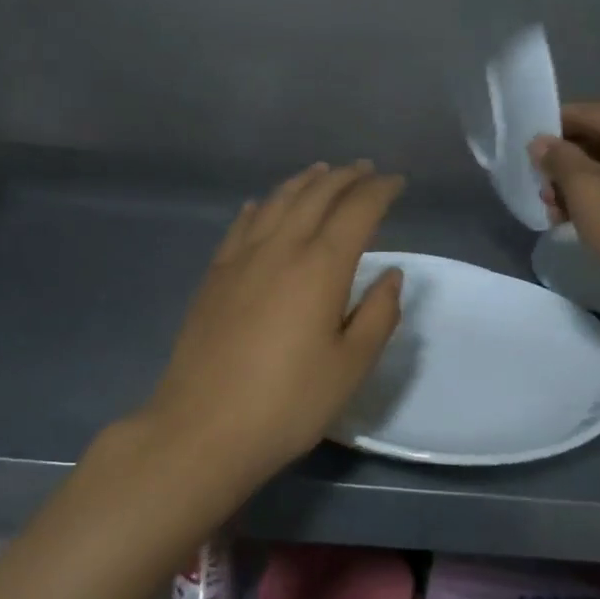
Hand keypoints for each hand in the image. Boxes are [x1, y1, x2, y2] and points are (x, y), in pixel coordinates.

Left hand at [146, 161, 405, 477]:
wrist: (202, 429)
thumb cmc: (288, 403)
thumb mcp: (350, 367)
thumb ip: (378, 315)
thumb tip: (391, 274)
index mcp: (321, 267)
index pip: (358, 211)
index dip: (380, 190)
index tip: (397, 182)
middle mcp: (281, 248)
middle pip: (316, 195)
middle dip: (345, 177)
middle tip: (365, 169)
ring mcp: (241, 258)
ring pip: (277, 201)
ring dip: (304, 182)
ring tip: (321, 172)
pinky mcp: (215, 275)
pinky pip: (241, 225)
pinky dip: (260, 206)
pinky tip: (260, 205)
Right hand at [531, 99, 599, 315]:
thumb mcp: (585, 191)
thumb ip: (558, 159)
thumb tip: (540, 142)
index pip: (584, 115)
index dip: (549, 136)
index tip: (523, 159)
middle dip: (568, 167)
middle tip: (542, 197)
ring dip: (584, 185)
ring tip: (557, 215)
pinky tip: (584, 220)